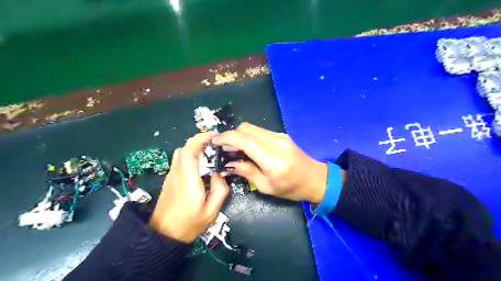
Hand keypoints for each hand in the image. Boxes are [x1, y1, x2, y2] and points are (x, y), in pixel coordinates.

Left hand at [147, 131, 228, 243]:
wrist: (162, 236)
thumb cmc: (188, 224)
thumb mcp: (211, 211)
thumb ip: (220, 190)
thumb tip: (219, 174)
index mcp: (188, 179)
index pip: (190, 150)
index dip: (201, 138)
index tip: (215, 135)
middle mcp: (177, 173)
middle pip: (184, 148)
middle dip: (200, 140)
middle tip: (215, 144)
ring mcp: (171, 175)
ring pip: (180, 152)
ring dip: (194, 147)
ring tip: (209, 152)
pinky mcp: (169, 179)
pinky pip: (179, 160)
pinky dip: (189, 155)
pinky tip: (200, 164)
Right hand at [213, 122, 331, 201]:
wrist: (316, 179)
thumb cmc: (291, 189)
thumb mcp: (266, 187)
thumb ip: (246, 171)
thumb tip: (228, 163)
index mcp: (272, 158)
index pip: (244, 140)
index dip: (226, 138)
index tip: (214, 142)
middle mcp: (276, 141)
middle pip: (246, 128)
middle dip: (231, 136)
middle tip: (224, 149)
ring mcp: (279, 136)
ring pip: (252, 128)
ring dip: (240, 136)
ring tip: (235, 150)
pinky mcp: (281, 135)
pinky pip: (260, 132)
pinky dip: (249, 137)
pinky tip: (248, 149)